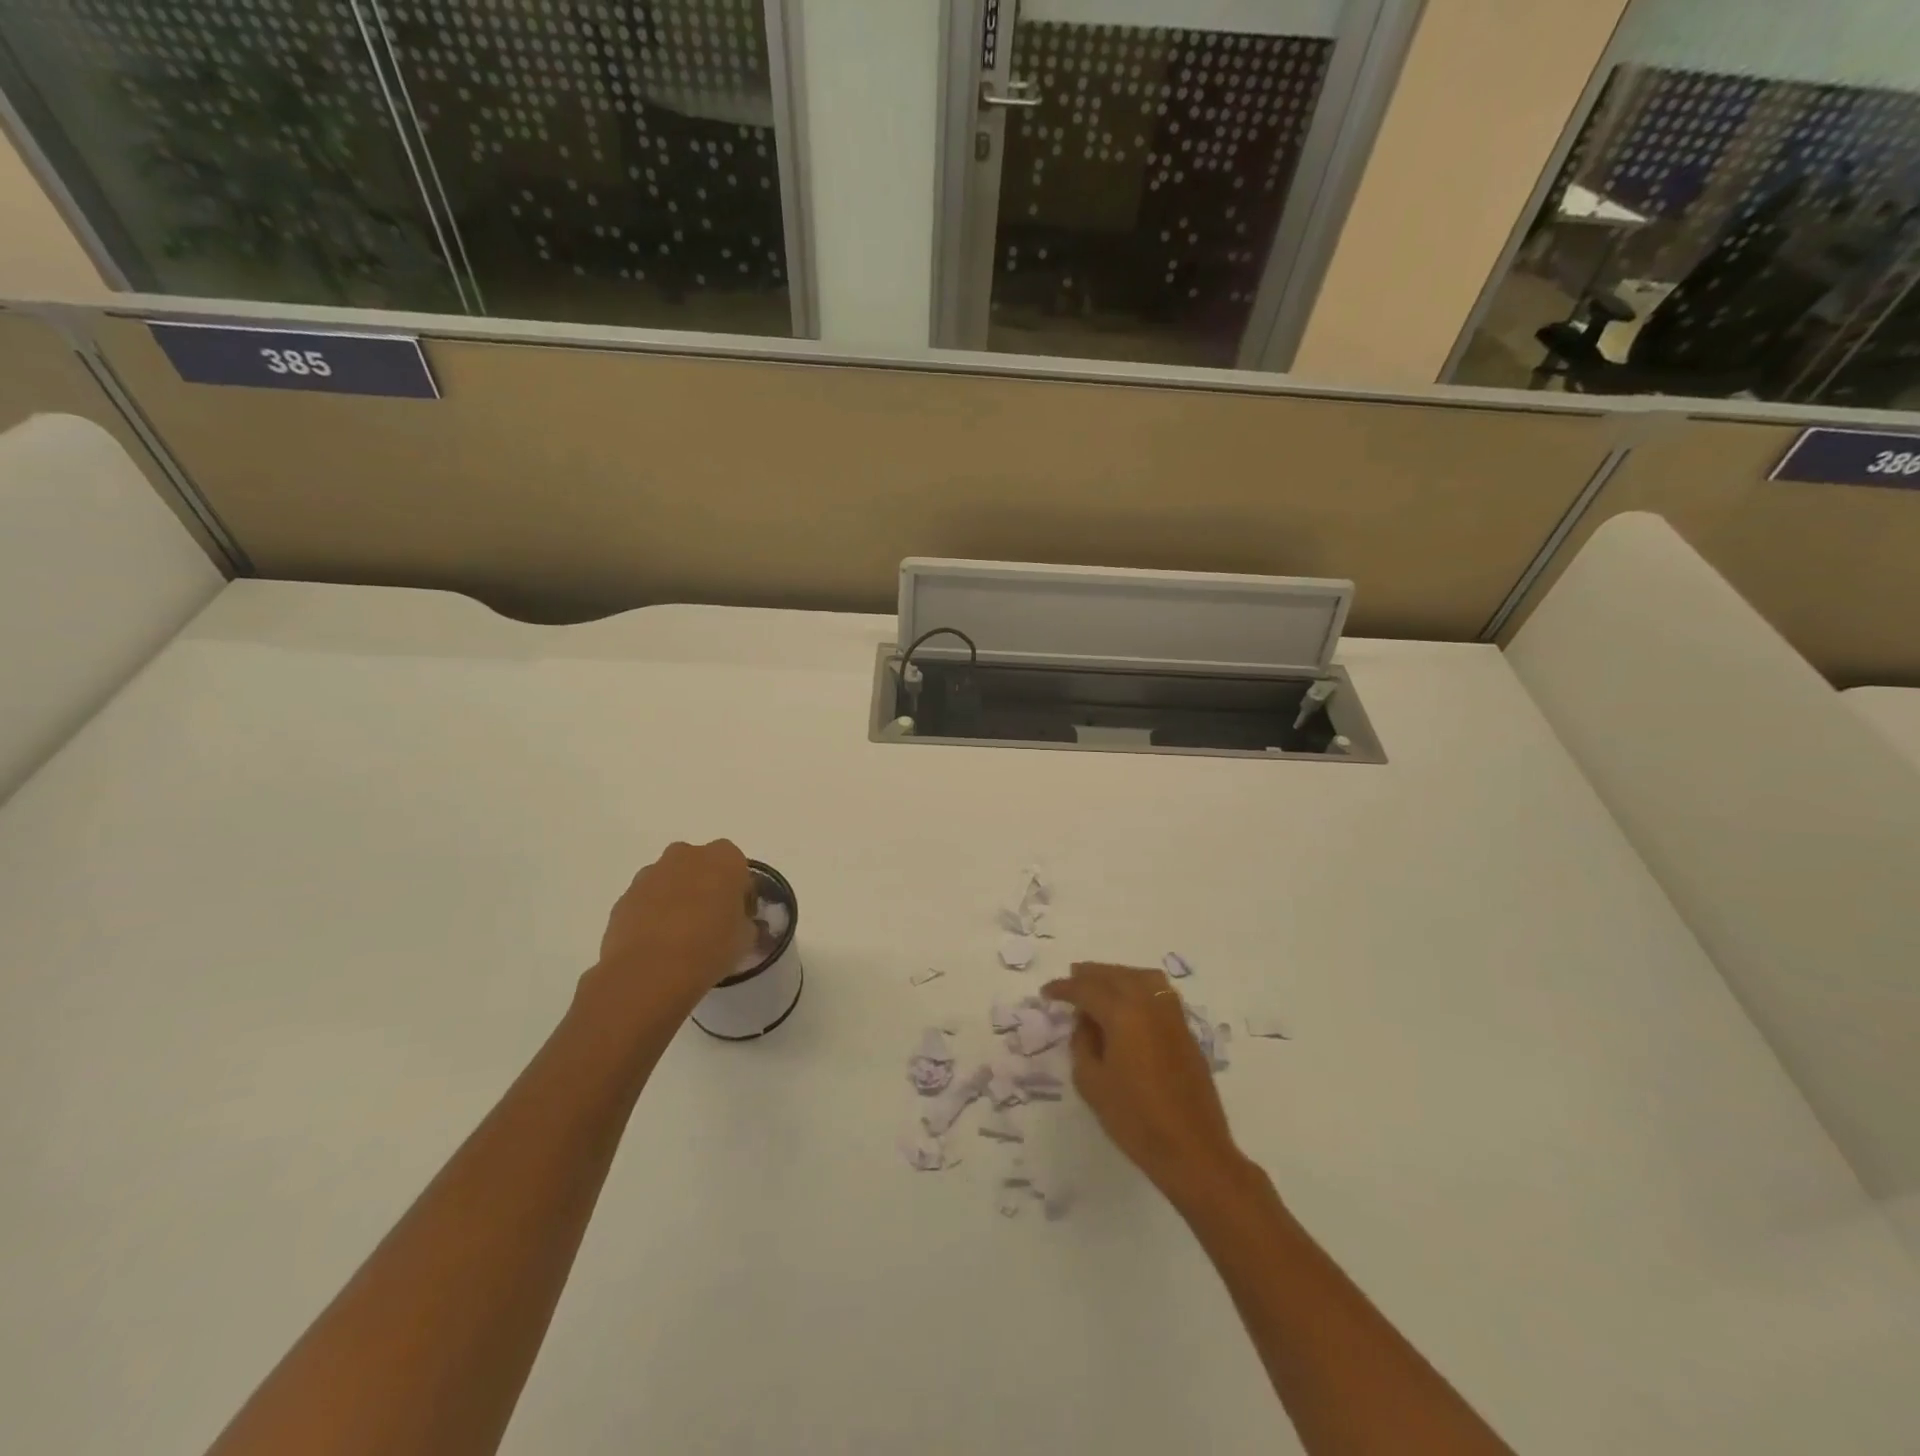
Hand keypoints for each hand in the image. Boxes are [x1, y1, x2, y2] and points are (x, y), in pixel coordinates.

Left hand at [584, 840, 754, 1017]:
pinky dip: (652, 913)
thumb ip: (745, 922)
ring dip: (677, 897)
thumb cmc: (710, 947)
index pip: (738, 868)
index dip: (739, 892)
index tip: (738, 916)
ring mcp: (651, 873)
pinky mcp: (625, 896)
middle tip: (710, 920)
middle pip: (701, 865)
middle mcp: (687, 855)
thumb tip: (738, 923)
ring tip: (680, 935)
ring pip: (671, 879)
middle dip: (705, 886)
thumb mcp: (745, 938)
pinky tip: (657, 943)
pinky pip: (647, 899)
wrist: (650, 971)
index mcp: (724, 859)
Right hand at [1043, 963, 1248, 1206]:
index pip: (1087, 989)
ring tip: (1099, 985)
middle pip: (1116, 975)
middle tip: (1071, 978)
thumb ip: (1082, 1044)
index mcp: (1123, 1013)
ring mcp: (1172, 1015)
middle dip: (1091, 974)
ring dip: (1117, 976)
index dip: (1064, 988)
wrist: (1192, 1150)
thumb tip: (1086, 1022)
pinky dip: (1138, 987)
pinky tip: (1128, 1004)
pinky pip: (1158, 993)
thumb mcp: (1091, 1083)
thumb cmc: (1135, 1119)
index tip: (1046, 992)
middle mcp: (1149, 1004)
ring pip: (1141, 978)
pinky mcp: (1185, 1031)